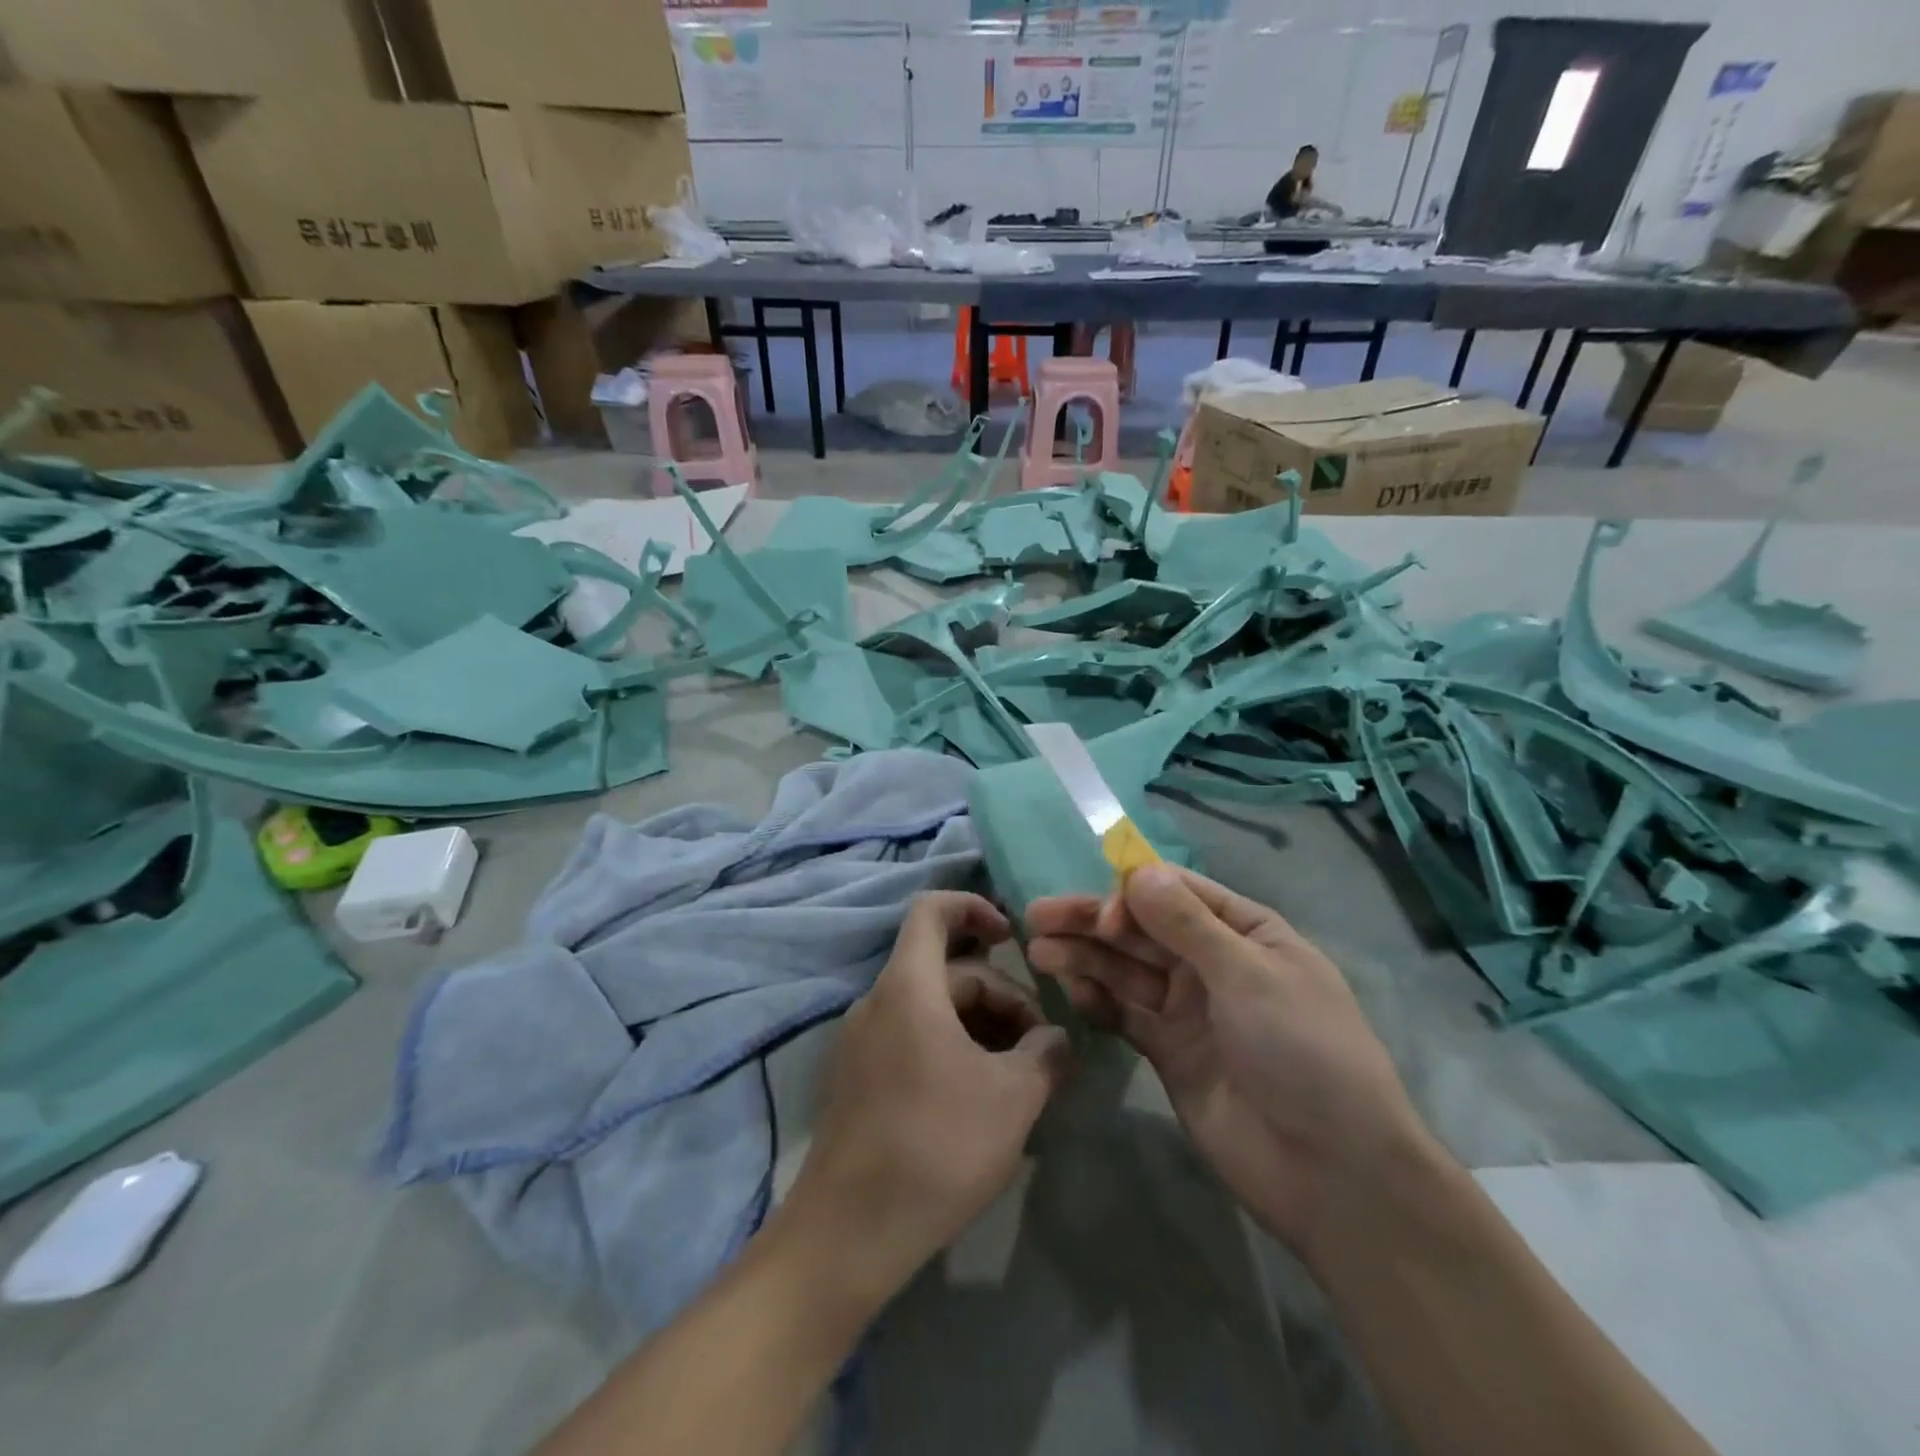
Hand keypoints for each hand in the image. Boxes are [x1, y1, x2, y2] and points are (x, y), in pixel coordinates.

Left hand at [786, 892, 1070, 1304]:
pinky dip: (951, 1049)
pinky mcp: (857, 1079)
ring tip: (1019, 1077)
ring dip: (979, 1027)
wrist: (848, 1234)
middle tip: (1039, 1048)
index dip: (973, 906)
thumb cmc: (936, 1147)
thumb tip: (1055, 1040)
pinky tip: (980, 1099)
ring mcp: (862, 1042)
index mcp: (908, 986)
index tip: (1012, 937)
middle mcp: (878, 1002)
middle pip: (946, 970)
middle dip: (1000, 996)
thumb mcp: (1012, 1099)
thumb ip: (1044, 1055)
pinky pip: (911, 1039)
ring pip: (932, 1008)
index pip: (932, 910)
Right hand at [1026, 865, 1434, 1261]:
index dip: (1134, 894)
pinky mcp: (1170, 1052)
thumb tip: (1138, 871)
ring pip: (1128, 970)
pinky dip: (1099, 1001)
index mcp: (1246, 933)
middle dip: (1094, 921)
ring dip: (1086, 957)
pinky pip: (1127, 1015)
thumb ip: (1187, 925)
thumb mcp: (1249, 975)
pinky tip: (1070, 990)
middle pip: (1144, 930)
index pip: (1178, 893)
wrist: (1332, 1173)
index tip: (1103, 915)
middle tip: (1038, 916)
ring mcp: (1190, 1010)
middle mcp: (1214, 964)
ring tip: (1038, 951)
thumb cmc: (1304, 1052)